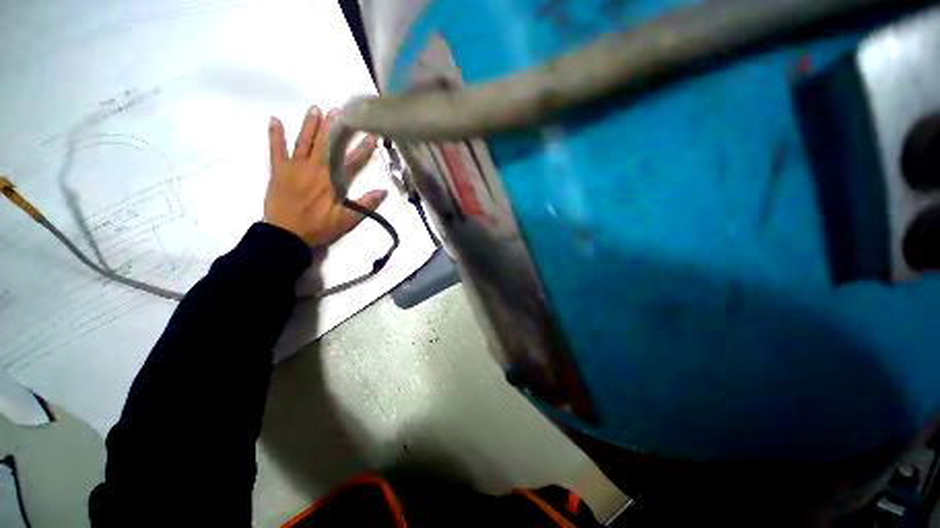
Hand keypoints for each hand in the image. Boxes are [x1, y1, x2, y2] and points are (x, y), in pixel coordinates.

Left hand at [264, 106, 385, 245]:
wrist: (285, 235)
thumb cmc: (318, 228)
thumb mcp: (347, 220)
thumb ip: (365, 205)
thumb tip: (383, 191)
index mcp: (331, 180)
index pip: (351, 160)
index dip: (363, 148)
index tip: (371, 136)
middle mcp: (314, 168)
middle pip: (326, 143)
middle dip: (334, 126)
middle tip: (340, 110)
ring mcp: (294, 167)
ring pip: (303, 141)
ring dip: (310, 124)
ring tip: (316, 108)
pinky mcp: (278, 170)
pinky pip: (275, 149)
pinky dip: (275, 135)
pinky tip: (274, 120)